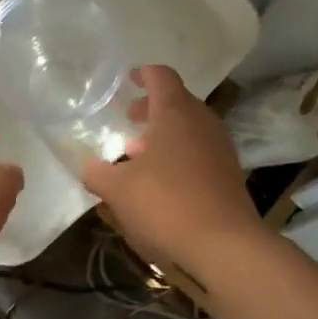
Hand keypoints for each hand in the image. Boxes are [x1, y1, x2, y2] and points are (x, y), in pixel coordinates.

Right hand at [83, 65, 265, 268]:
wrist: (225, 245)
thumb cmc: (166, 204)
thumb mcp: (118, 190)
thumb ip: (97, 174)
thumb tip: (87, 166)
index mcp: (175, 112)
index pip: (161, 76)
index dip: (144, 74)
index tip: (129, 79)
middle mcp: (202, 122)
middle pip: (177, 102)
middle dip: (151, 108)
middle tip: (129, 119)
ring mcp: (221, 147)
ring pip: (189, 128)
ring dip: (165, 135)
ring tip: (139, 155)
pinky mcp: (229, 174)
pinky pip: (200, 152)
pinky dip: (179, 155)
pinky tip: (162, 182)